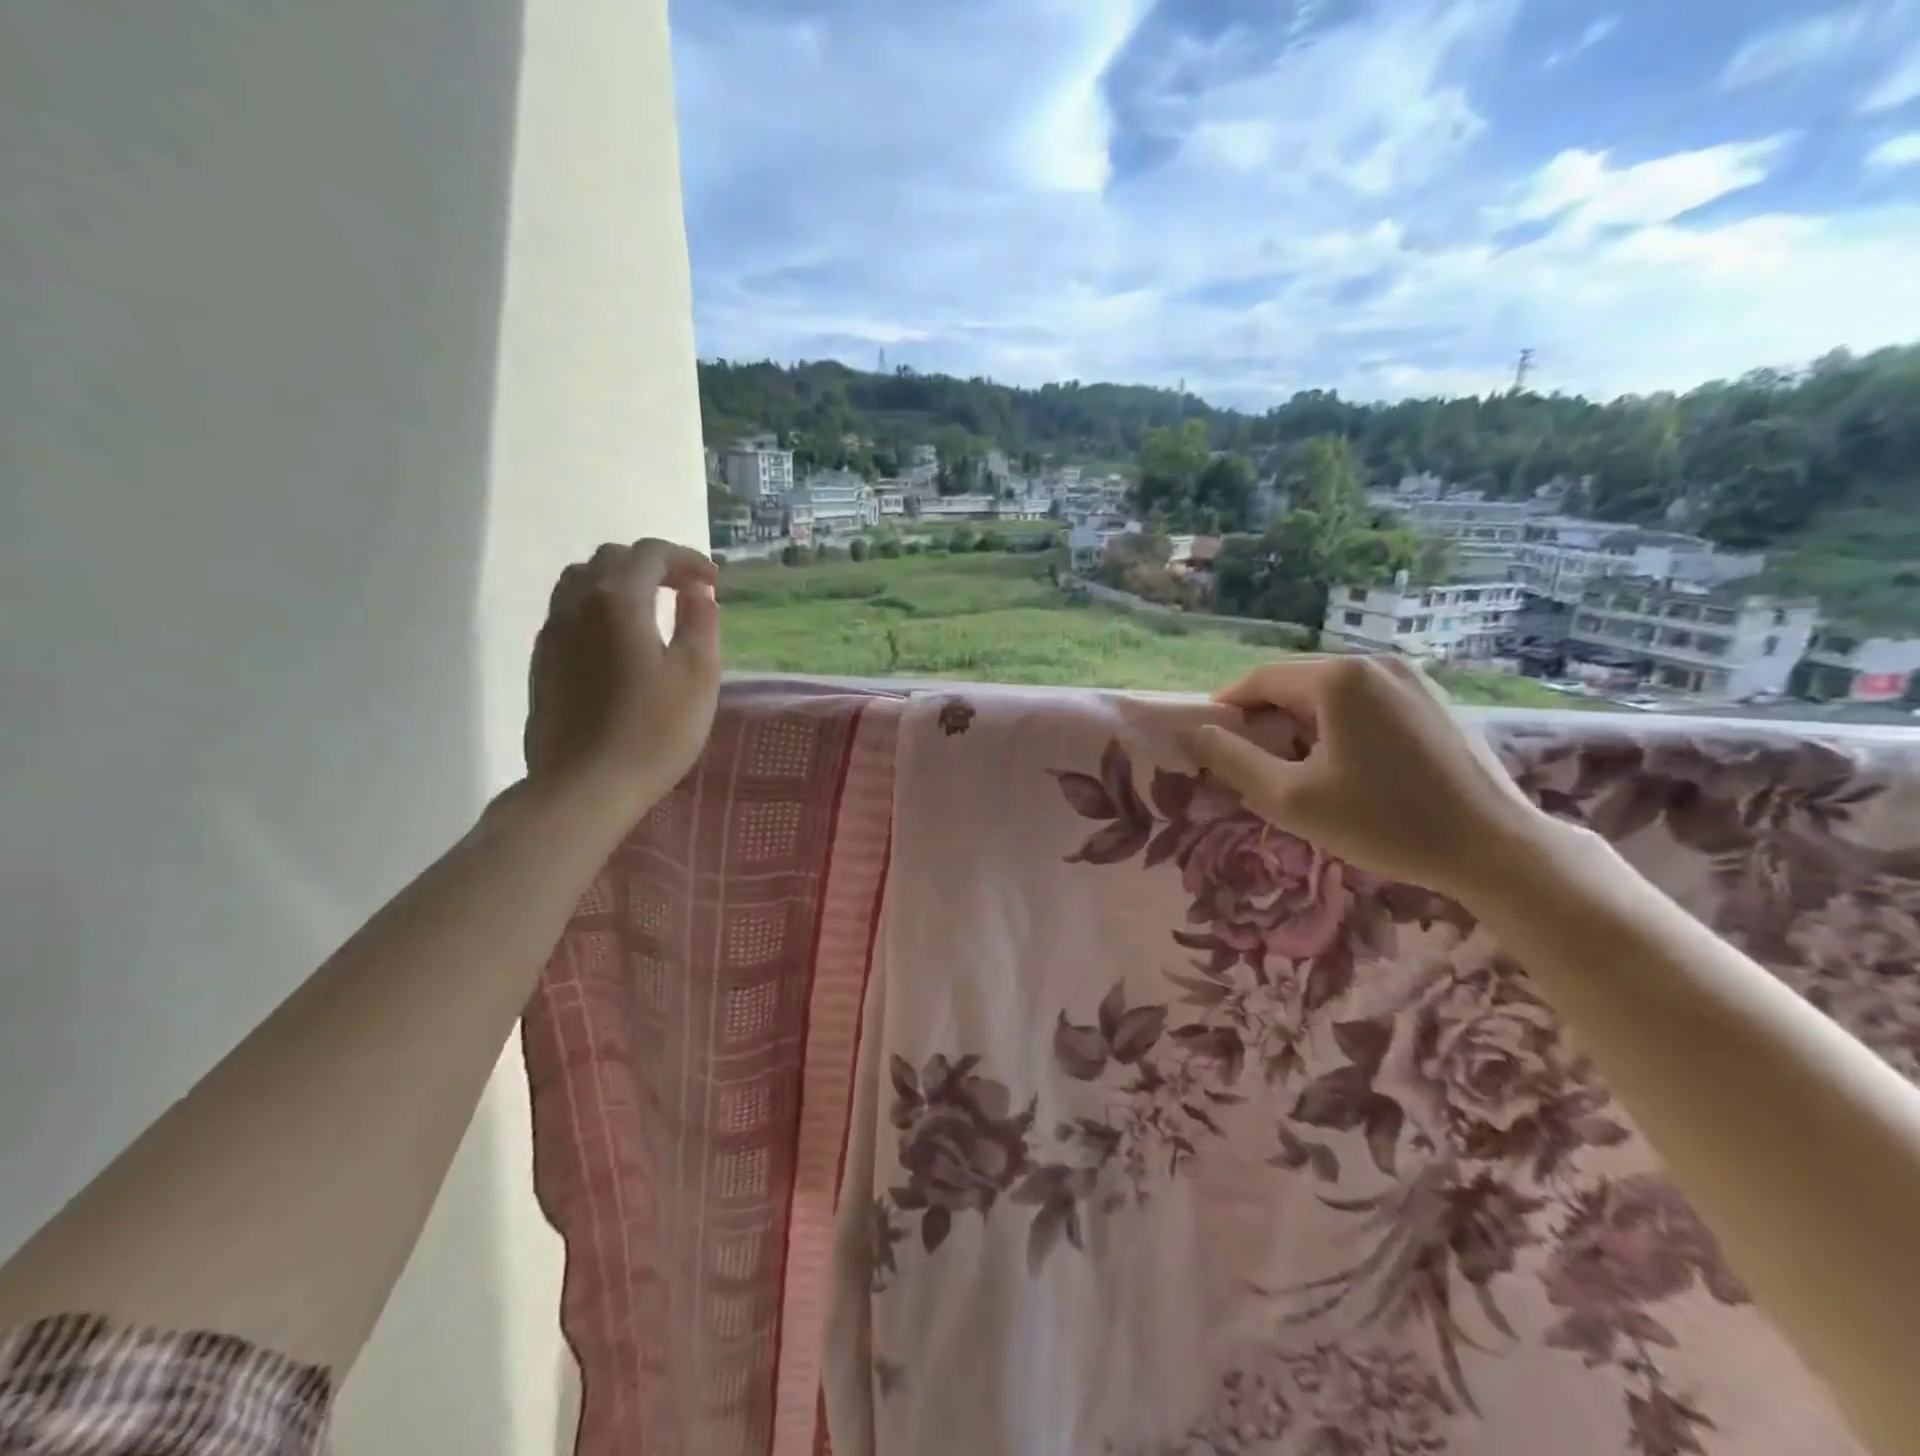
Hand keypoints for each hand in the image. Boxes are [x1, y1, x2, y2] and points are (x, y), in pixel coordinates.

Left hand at [525, 539, 720, 820]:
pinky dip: (598, 608)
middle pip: (611, 560)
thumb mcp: (697, 675)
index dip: (686, 559)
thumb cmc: (653, 731)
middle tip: (685, 592)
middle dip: (653, 565)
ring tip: (650, 610)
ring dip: (620, 583)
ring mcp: (552, 634)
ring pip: (581, 582)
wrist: (584, 786)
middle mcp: (576, 604)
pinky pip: (568, 612)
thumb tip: (697, 592)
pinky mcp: (541, 663)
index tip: (713, 582)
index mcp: (618, 600)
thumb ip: (700, 623)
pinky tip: (618, 641)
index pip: (650, 553)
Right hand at [1182, 656, 1553, 901]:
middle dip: (1266, 721)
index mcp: (1337, 678)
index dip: (1227, 711)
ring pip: (1330, 693)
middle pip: (1295, 684)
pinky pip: (1365, 702)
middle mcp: (1374, 663)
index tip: (1212, 746)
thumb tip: (1192, 733)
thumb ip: (1233, 761)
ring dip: (1301, 724)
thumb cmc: (1384, 822)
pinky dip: (1339, 725)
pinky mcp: (1432, 699)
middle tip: (1256, 767)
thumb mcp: (1292, 798)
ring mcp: (1410, 678)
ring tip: (1300, 771)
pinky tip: (1347, 766)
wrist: (1496, 848)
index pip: (1258, 681)